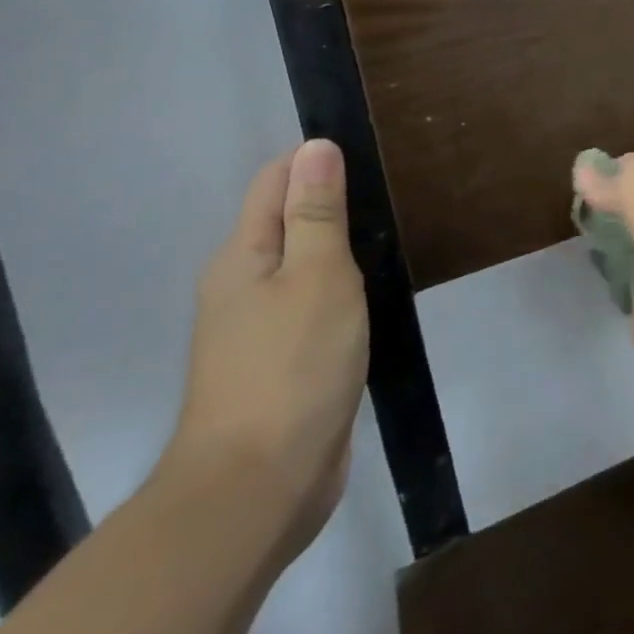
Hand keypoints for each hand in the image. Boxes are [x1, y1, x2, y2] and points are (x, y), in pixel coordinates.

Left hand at [161, 140, 368, 565]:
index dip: (316, 162)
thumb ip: (317, 212)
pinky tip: (372, 295)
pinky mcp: (282, 363)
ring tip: (390, 237)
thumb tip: (315, 145)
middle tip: (392, 198)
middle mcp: (242, 286)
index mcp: (242, 257)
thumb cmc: (292, 367)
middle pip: (286, 221)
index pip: (274, 181)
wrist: (259, 487)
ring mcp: (259, 329)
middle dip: (332, 202)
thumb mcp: (317, 276)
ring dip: (339, 248)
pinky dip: (340, 290)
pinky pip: (312, 305)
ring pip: (302, 266)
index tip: (371, 159)